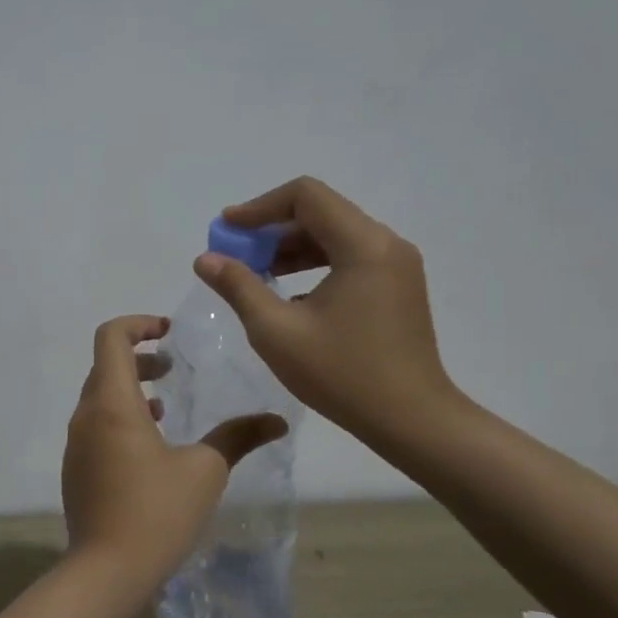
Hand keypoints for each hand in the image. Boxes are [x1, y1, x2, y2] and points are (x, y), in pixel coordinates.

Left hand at [61, 315, 287, 593]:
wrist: (106, 572)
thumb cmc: (157, 513)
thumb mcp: (205, 471)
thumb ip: (237, 437)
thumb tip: (277, 419)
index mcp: (112, 403)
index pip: (111, 337)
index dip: (139, 324)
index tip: (168, 333)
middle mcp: (86, 415)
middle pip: (105, 366)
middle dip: (139, 359)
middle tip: (171, 369)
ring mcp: (76, 444)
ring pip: (99, 398)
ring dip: (129, 390)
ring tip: (164, 407)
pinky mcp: (76, 469)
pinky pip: (95, 426)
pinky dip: (120, 418)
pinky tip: (150, 447)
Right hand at [194, 177, 463, 449]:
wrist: (412, 420)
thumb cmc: (342, 374)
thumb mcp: (276, 331)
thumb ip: (239, 286)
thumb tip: (206, 259)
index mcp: (362, 245)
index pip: (305, 196)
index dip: (259, 207)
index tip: (226, 230)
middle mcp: (386, 243)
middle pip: (321, 211)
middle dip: (272, 228)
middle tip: (235, 253)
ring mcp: (397, 265)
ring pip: (335, 234)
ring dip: (292, 246)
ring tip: (256, 272)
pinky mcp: (398, 286)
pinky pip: (350, 256)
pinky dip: (315, 262)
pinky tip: (289, 293)